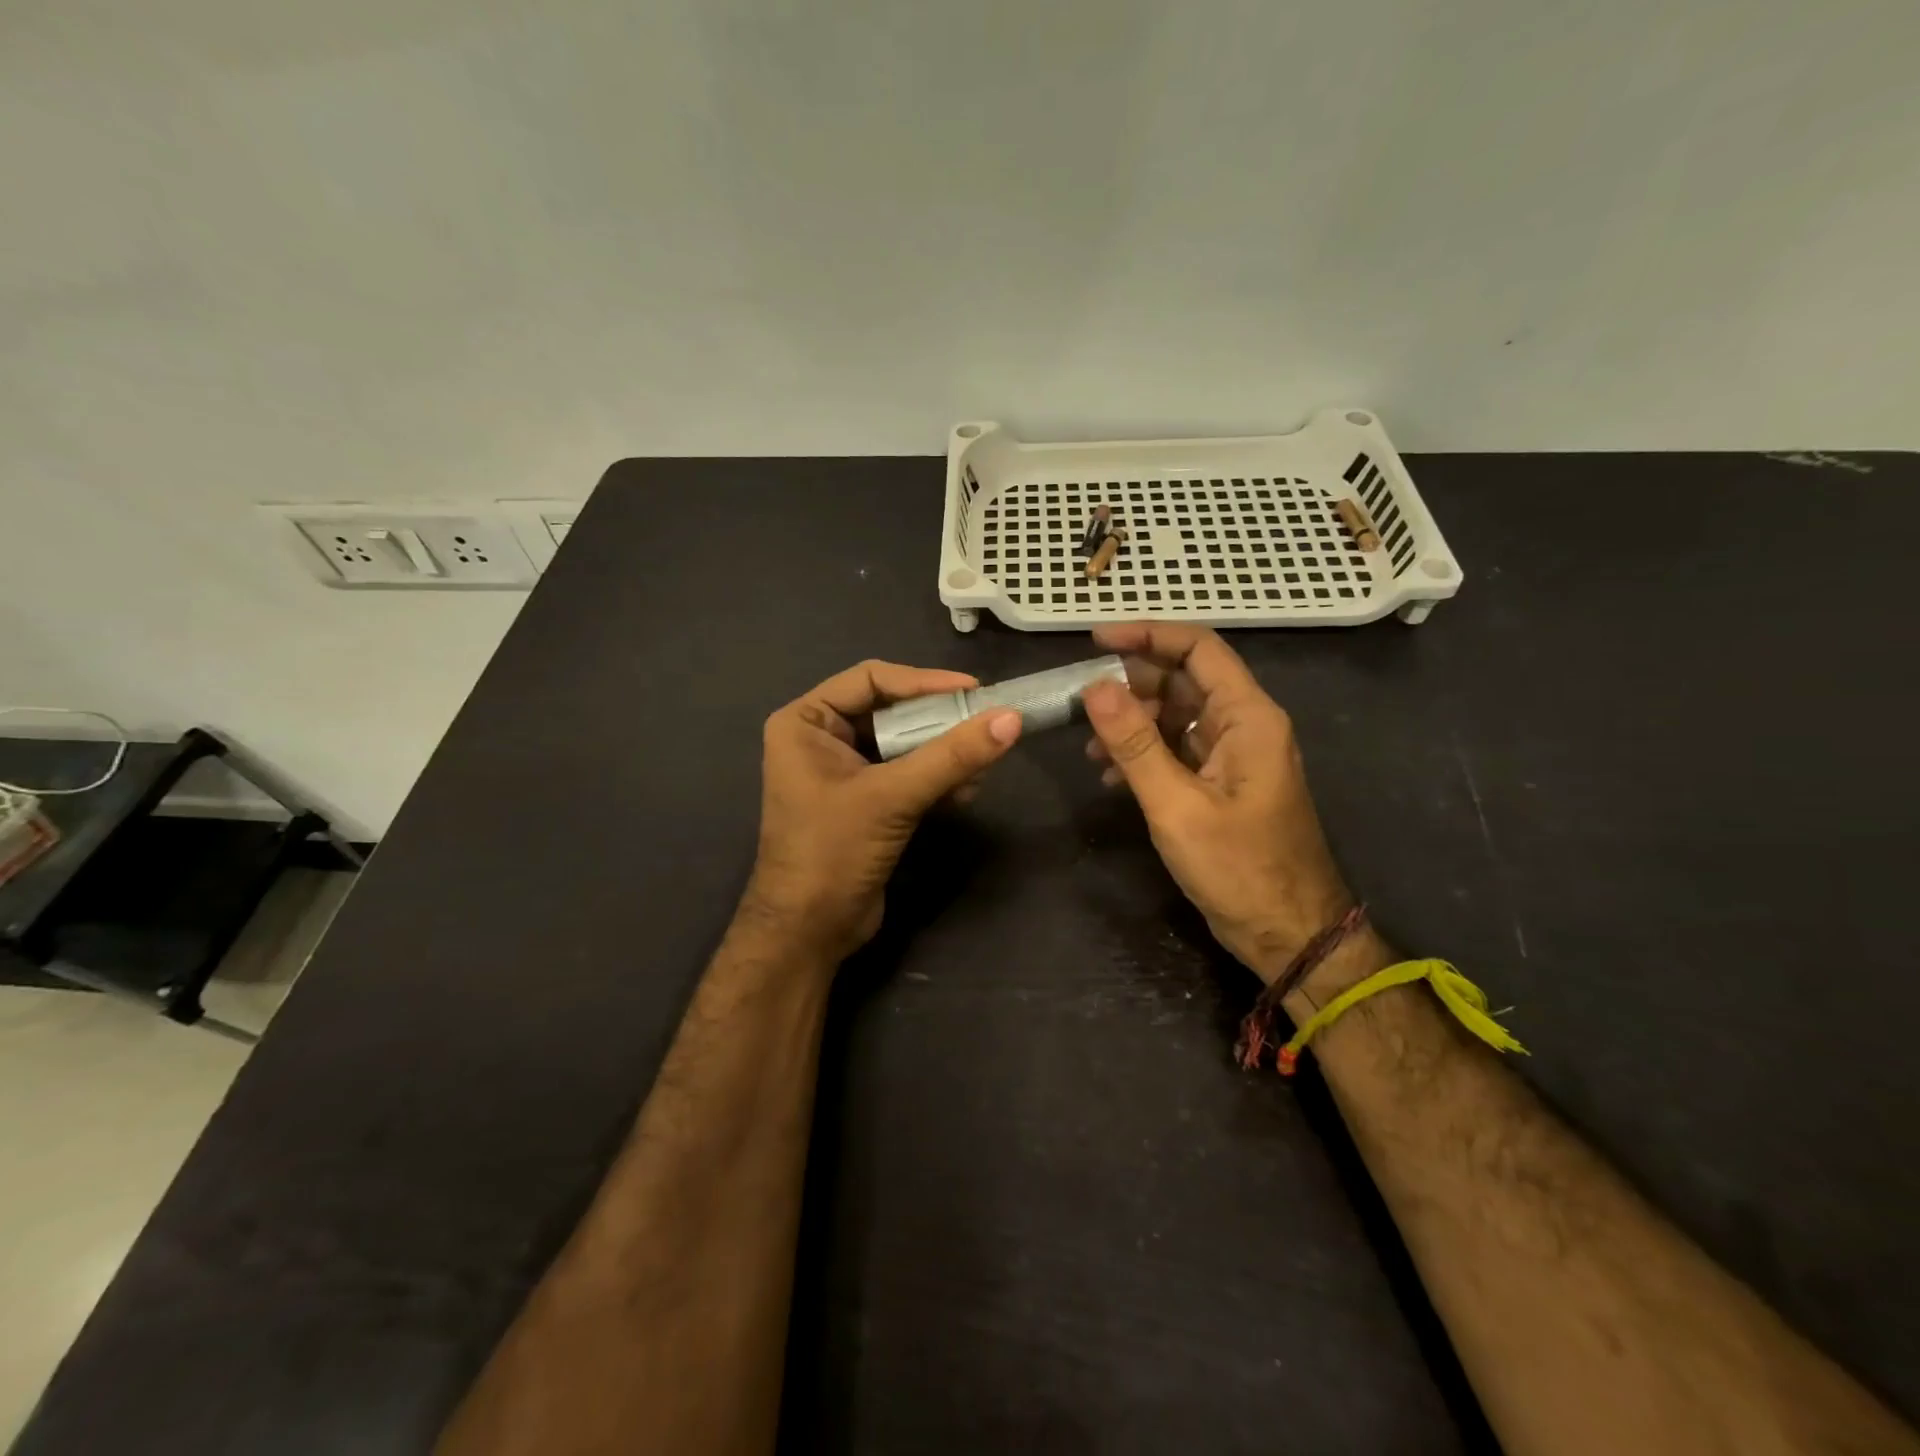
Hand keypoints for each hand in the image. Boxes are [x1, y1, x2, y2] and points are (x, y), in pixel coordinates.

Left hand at [745, 659, 1021, 960]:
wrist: (809, 932)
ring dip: (943, 753)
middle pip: (891, 710)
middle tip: (985, 722)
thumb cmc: (832, 852)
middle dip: (938, 721)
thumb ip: (951, 756)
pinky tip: (966, 791)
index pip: (871, 679)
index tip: (974, 690)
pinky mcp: (865, 801)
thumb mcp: (892, 797)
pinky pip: (907, 773)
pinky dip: (936, 778)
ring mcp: (843, 771)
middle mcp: (821, 738)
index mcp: (806, 722)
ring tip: (980, 766)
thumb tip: (1011, 718)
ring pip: (904, 744)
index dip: (924, 681)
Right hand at [1080, 623, 1353, 983]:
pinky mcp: (1223, 784)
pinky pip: (1179, 750)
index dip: (1147, 635)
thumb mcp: (1177, 805)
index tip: (1095, 640)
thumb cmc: (1239, 869)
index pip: (1198, 649)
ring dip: (1133, 724)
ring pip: (1177, 716)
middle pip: (1184, 680)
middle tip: (1082, 702)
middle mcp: (1245, 726)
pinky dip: (1145, 755)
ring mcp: (1235, 756)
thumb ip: (1135, 744)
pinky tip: (1112, 778)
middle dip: (1131, 686)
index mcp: (1248, 717)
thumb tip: (1095, 686)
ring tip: (1091, 749)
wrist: (1289, 934)